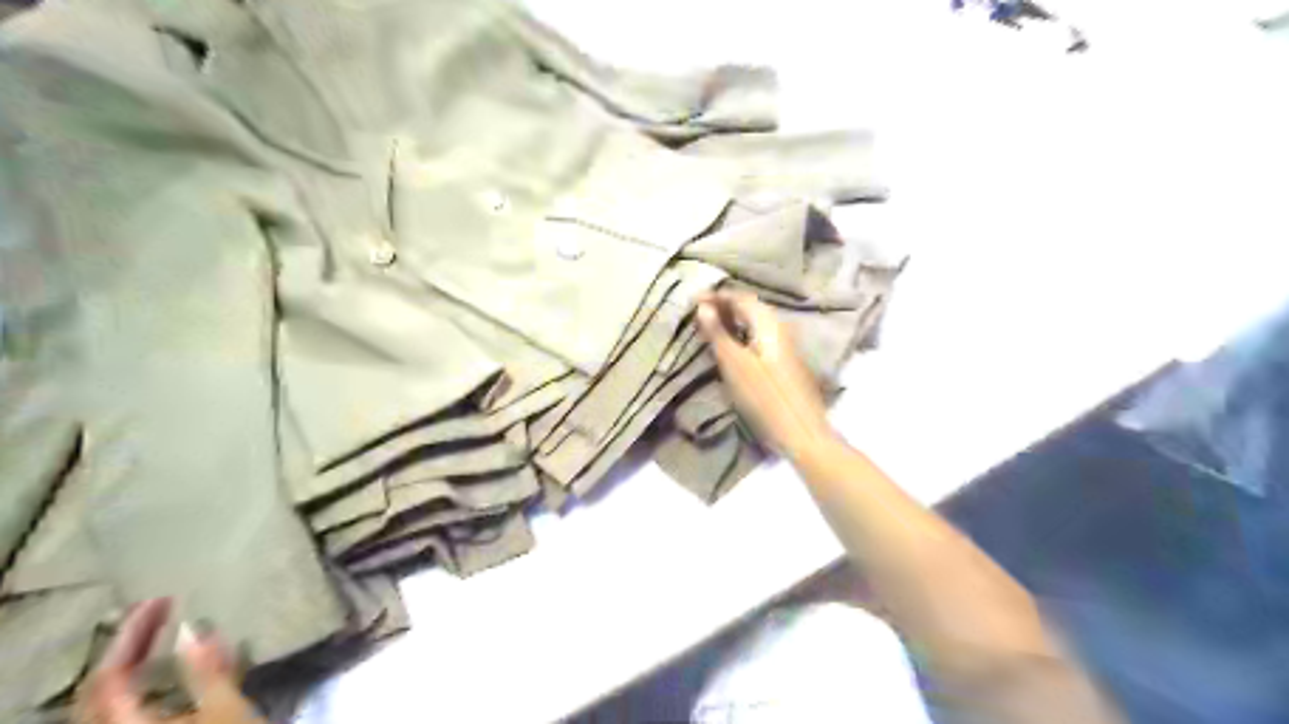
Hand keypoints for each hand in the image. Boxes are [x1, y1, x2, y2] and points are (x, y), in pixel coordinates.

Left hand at [74, 599, 259, 723]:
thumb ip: (207, 669)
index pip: (111, 674)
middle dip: (127, 648)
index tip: (164, 599)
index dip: (132, 633)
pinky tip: (165, 676)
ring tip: (156, 639)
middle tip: (159, 612)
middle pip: (99, 691)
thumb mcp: (227, 707)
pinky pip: (121, 715)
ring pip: (106, 705)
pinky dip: (138, 688)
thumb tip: (193, 627)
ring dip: (130, 667)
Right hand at [696, 290, 837, 457]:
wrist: (801, 431)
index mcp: (768, 323)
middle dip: (724, 306)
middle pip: (750, 307)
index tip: (693, 300)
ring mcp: (786, 345)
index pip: (739, 297)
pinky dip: (743, 334)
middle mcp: (780, 327)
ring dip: (733, 320)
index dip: (716, 296)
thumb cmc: (764, 397)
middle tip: (699, 312)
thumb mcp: (734, 364)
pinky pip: (760, 337)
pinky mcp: (786, 361)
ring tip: (711, 327)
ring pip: (756, 323)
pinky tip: (733, 345)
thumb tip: (703, 306)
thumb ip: (718, 333)